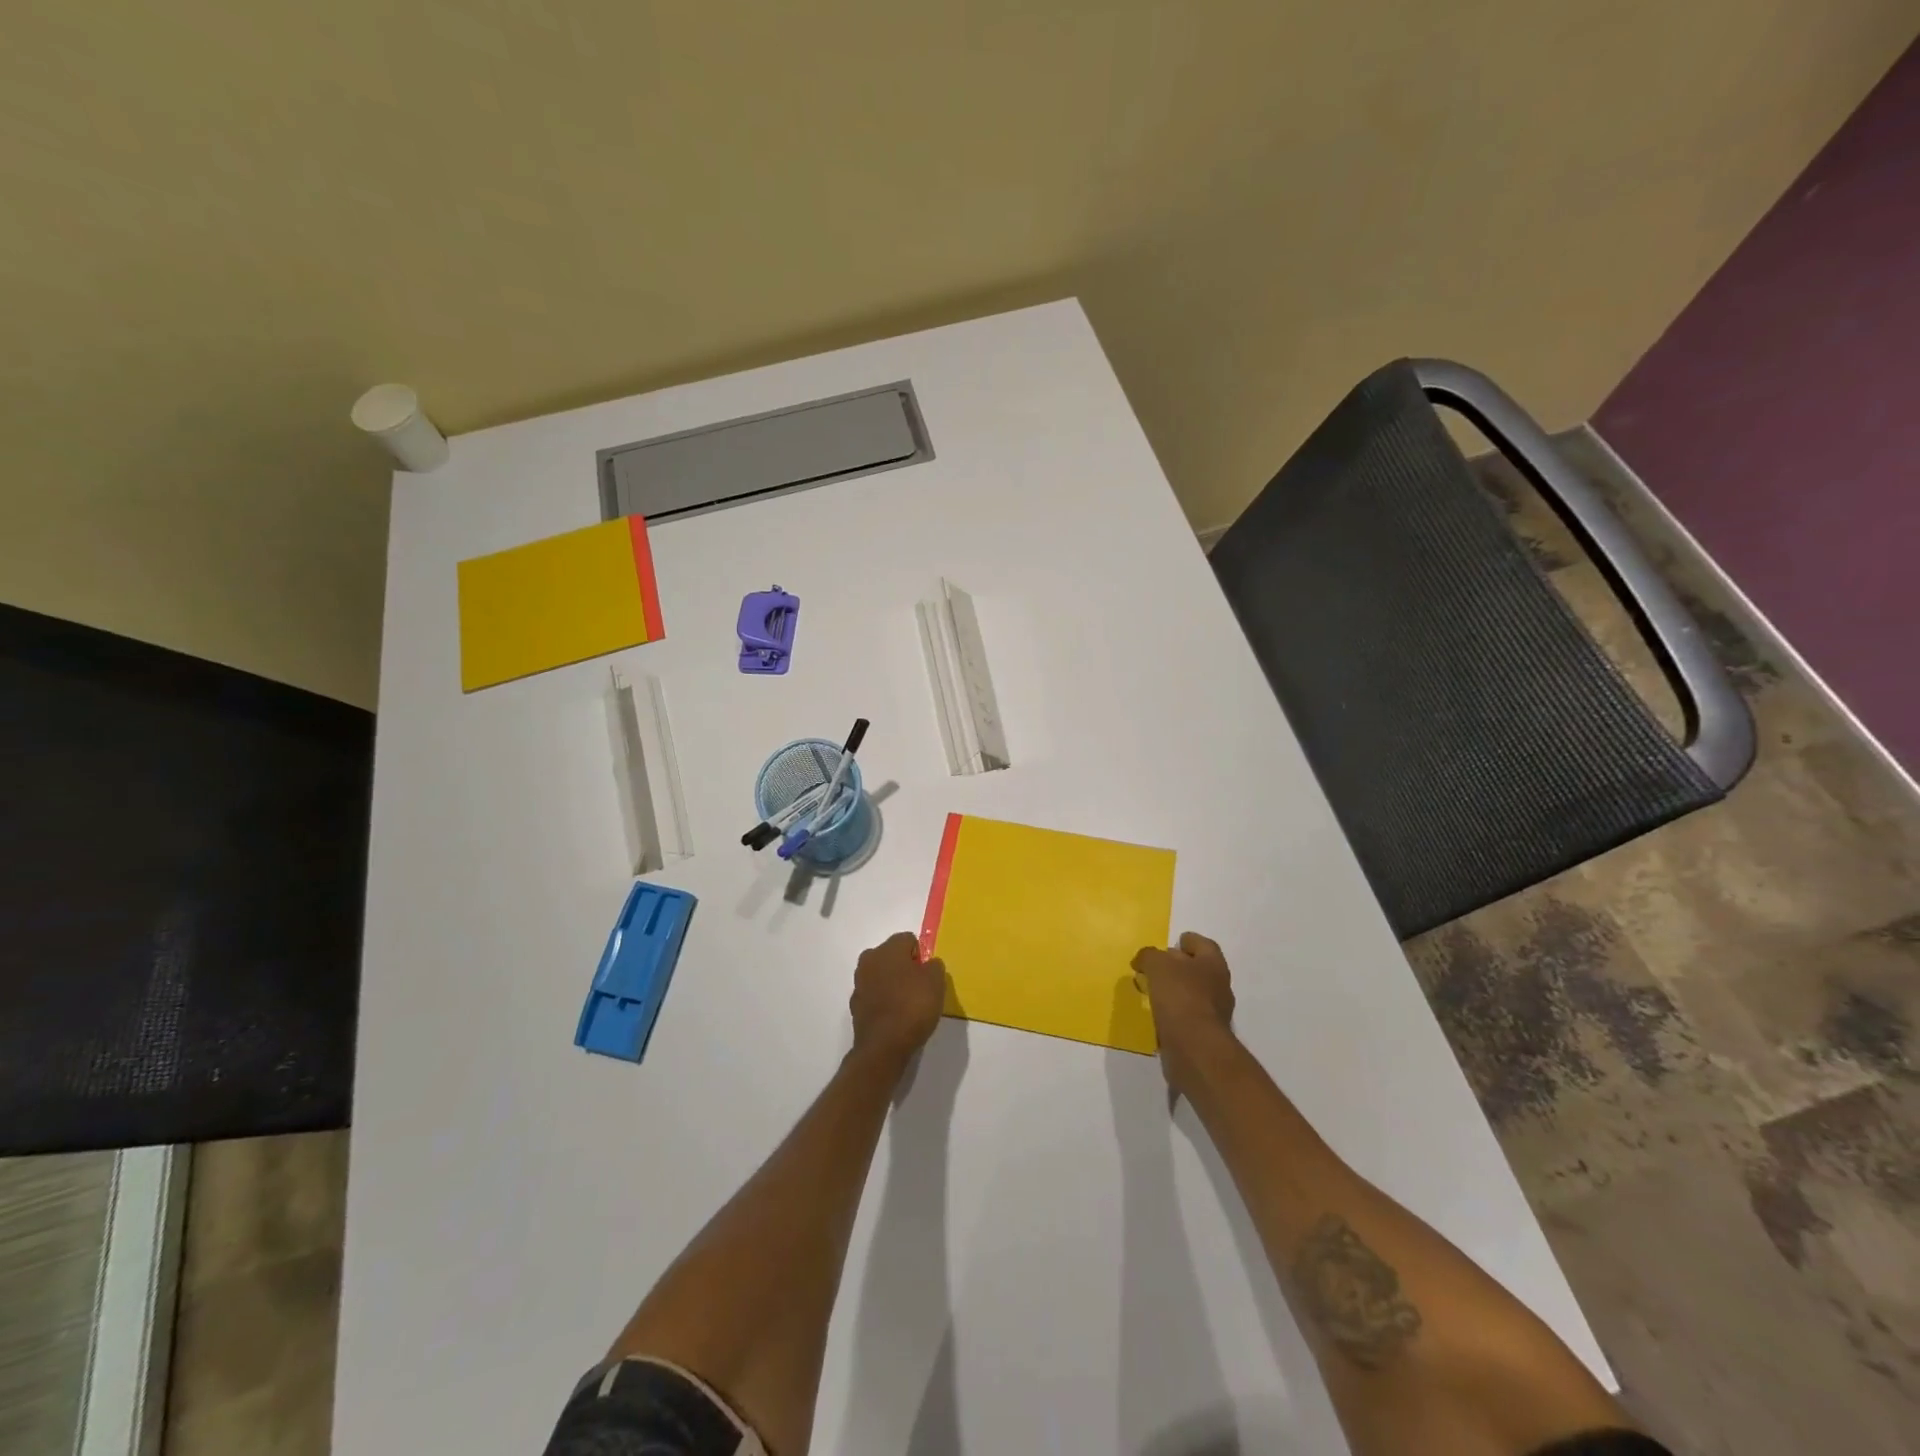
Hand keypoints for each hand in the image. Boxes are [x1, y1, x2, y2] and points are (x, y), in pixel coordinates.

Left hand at [850, 932, 947, 1064]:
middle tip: (920, 988)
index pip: (908, 940)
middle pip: (892, 956)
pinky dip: (884, 1002)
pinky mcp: (855, 1006)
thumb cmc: (913, 1006)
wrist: (883, 1046)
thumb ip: (934, 966)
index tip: (929, 974)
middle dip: (905, 967)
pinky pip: (875, 996)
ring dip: (893, 984)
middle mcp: (869, 960)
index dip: (921, 955)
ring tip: (909, 1005)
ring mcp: (859, 983)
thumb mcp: (936, 982)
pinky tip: (896, 1017)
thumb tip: (928, 964)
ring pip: (881, 976)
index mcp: (888, 948)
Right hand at [1133, 932, 1236, 1093]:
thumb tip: (1143, 960)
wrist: (1195, 1049)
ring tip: (1151, 992)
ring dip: (1174, 992)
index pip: (1203, 944)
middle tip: (1155, 967)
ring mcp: (1214, 1014)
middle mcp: (1219, 987)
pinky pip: (1186, 1018)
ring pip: (1192, 995)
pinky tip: (1156, 1016)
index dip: (1188, 941)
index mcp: (1213, 965)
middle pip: (1198, 969)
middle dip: (1179, 967)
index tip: (1173, 943)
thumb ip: (1149, 956)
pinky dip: (1173, 1015)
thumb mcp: (1158, 965)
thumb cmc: (1180, 997)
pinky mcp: (1204, 1036)